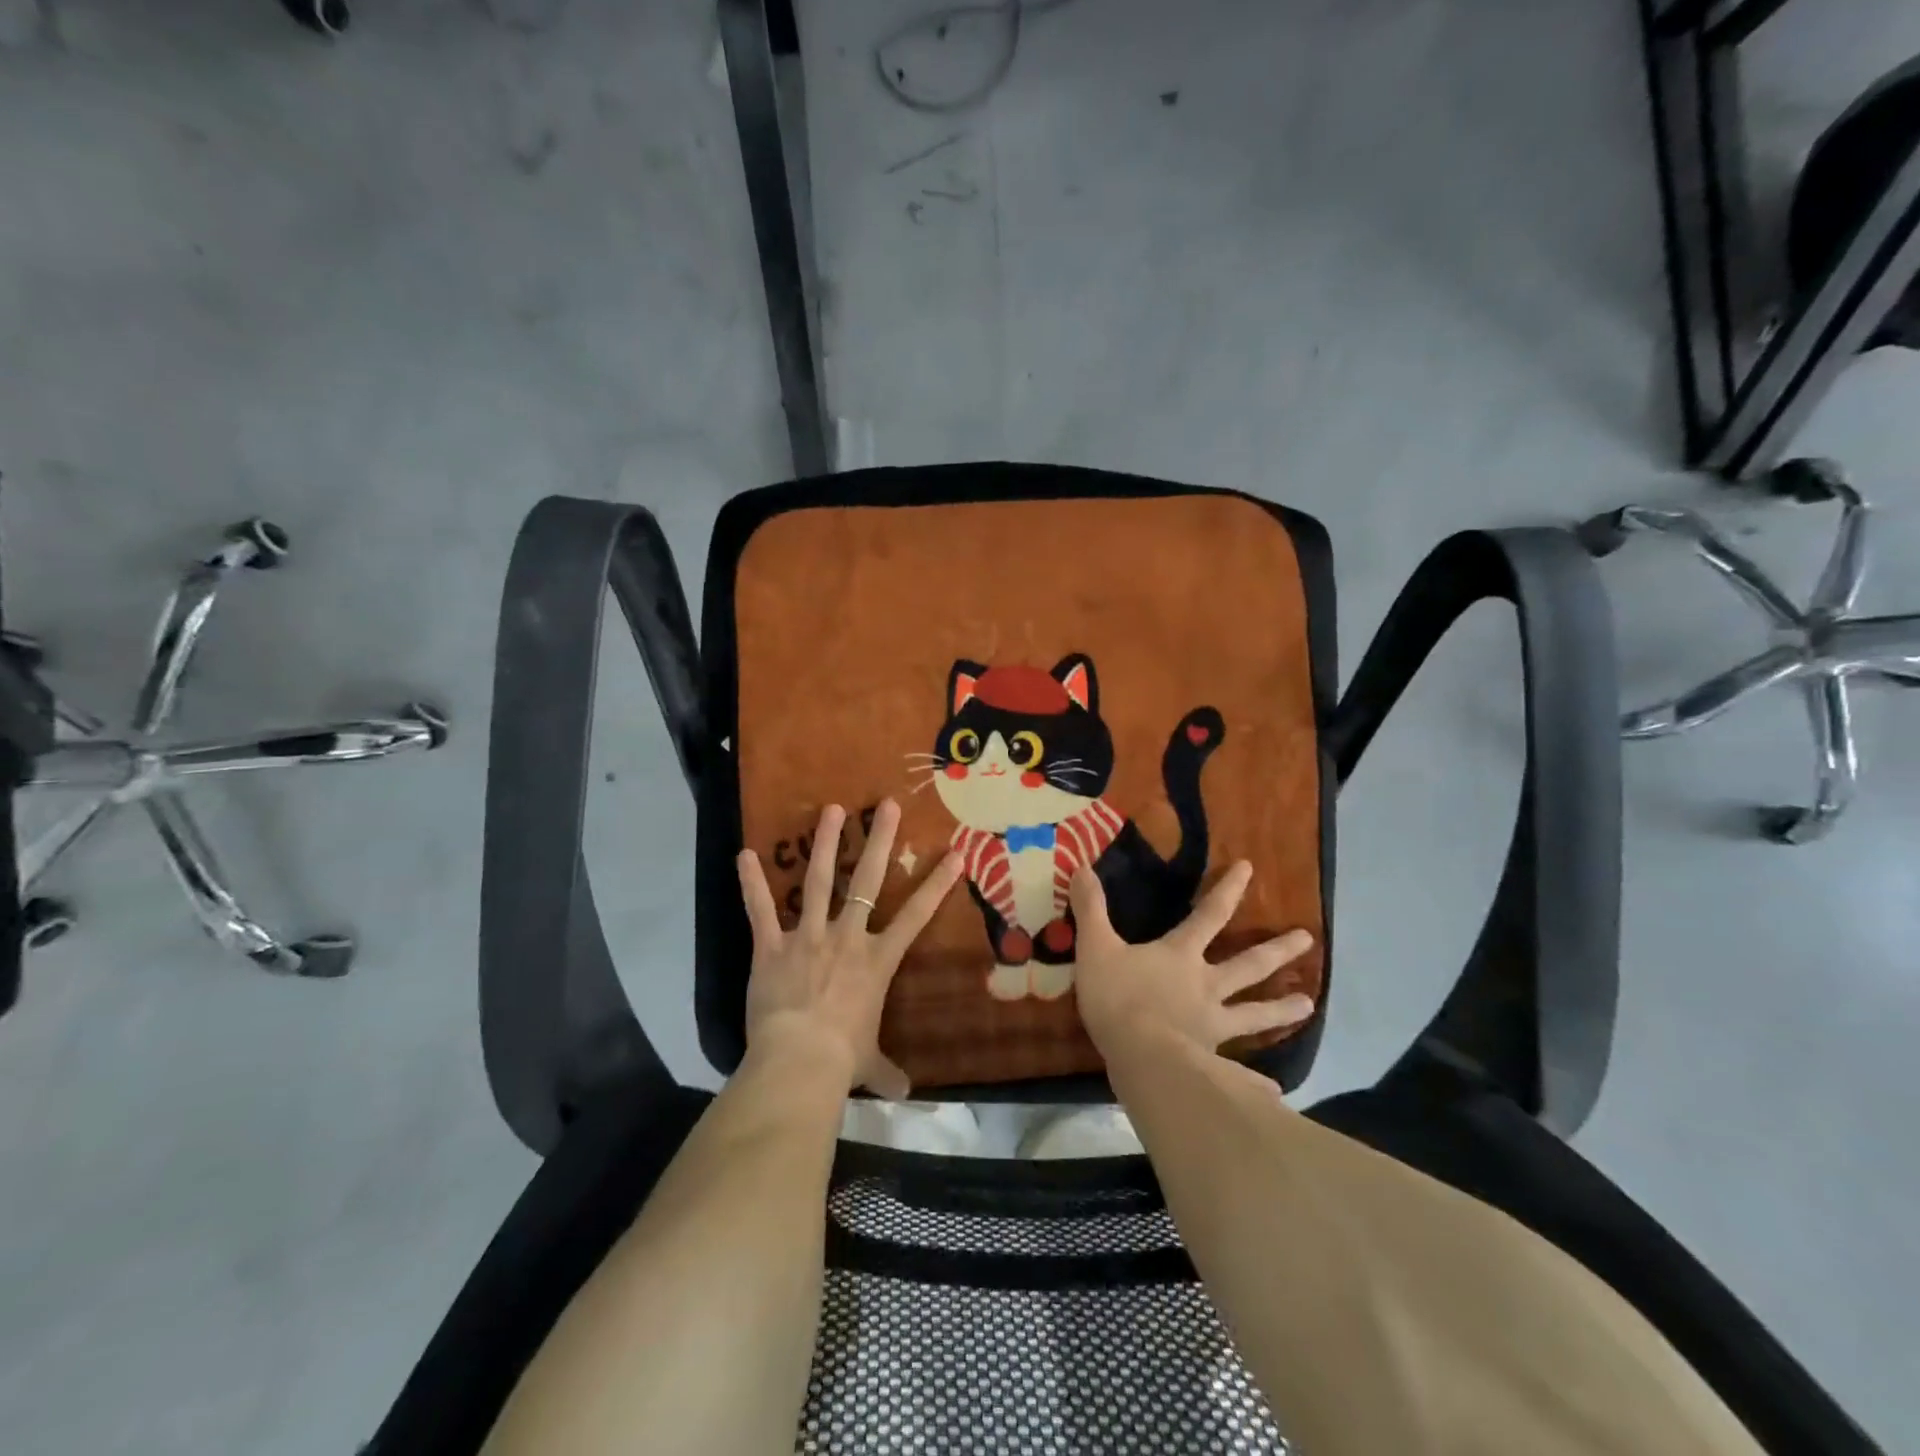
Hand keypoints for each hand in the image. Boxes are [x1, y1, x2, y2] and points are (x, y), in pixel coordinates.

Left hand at [737, 799, 962, 1098]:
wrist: (799, 1062)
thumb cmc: (843, 1060)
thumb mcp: (869, 1063)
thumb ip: (887, 1071)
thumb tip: (905, 1093)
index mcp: (877, 960)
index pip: (916, 916)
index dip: (937, 884)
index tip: (955, 853)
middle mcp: (847, 938)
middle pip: (867, 880)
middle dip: (879, 840)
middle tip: (886, 804)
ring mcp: (808, 937)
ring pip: (818, 881)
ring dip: (824, 843)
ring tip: (831, 809)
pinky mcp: (772, 947)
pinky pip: (760, 911)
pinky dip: (751, 884)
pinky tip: (744, 855)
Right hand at [1070, 861, 1315, 1062]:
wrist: (1140, 1058)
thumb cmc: (1118, 997)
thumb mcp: (1095, 946)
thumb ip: (1090, 909)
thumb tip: (1082, 867)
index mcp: (1180, 956)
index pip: (1209, 914)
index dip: (1228, 890)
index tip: (1249, 868)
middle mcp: (1206, 985)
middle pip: (1248, 964)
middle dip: (1276, 950)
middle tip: (1308, 938)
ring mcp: (1212, 1025)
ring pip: (1253, 1013)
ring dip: (1280, 1009)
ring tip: (1309, 1004)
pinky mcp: (1211, 1061)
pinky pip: (1239, 1071)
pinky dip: (1256, 1080)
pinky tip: (1275, 1089)